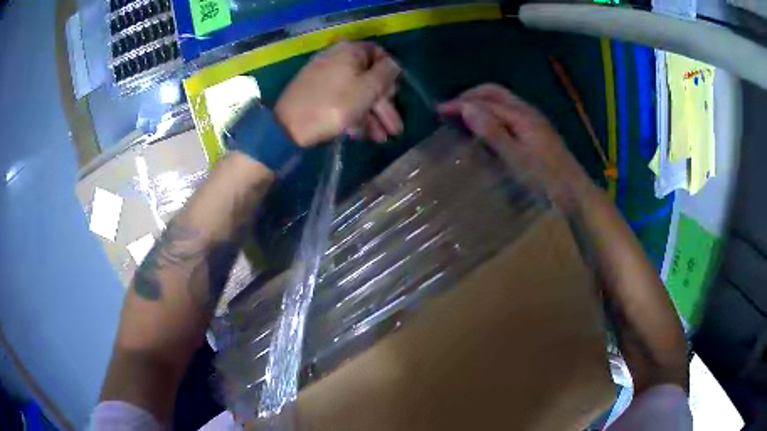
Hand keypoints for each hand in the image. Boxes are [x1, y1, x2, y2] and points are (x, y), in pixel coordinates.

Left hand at [275, 41, 402, 146]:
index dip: (391, 75)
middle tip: (394, 128)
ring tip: (381, 138)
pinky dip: (353, 115)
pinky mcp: (315, 94)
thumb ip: (387, 73)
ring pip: (355, 92)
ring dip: (371, 115)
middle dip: (383, 105)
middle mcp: (336, 58)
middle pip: (368, 77)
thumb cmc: (333, 105)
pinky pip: (340, 100)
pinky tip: (361, 135)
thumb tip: (394, 65)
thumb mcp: (368, 88)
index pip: (379, 54)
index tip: (396, 95)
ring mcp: (323, 76)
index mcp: (349, 51)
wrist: (287, 128)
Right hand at [438, 84, 592, 211]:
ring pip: (502, 100)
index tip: (438, 110)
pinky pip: (508, 111)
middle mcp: (528, 111)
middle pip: (495, 92)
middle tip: (450, 109)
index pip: (485, 102)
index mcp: (522, 116)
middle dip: (470, 96)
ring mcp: (534, 120)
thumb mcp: (516, 159)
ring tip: (463, 115)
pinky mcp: (536, 130)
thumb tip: (467, 107)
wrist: (575, 193)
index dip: (461, 104)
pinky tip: (486, 126)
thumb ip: (493, 132)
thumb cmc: (546, 180)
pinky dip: (491, 111)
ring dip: (480, 102)